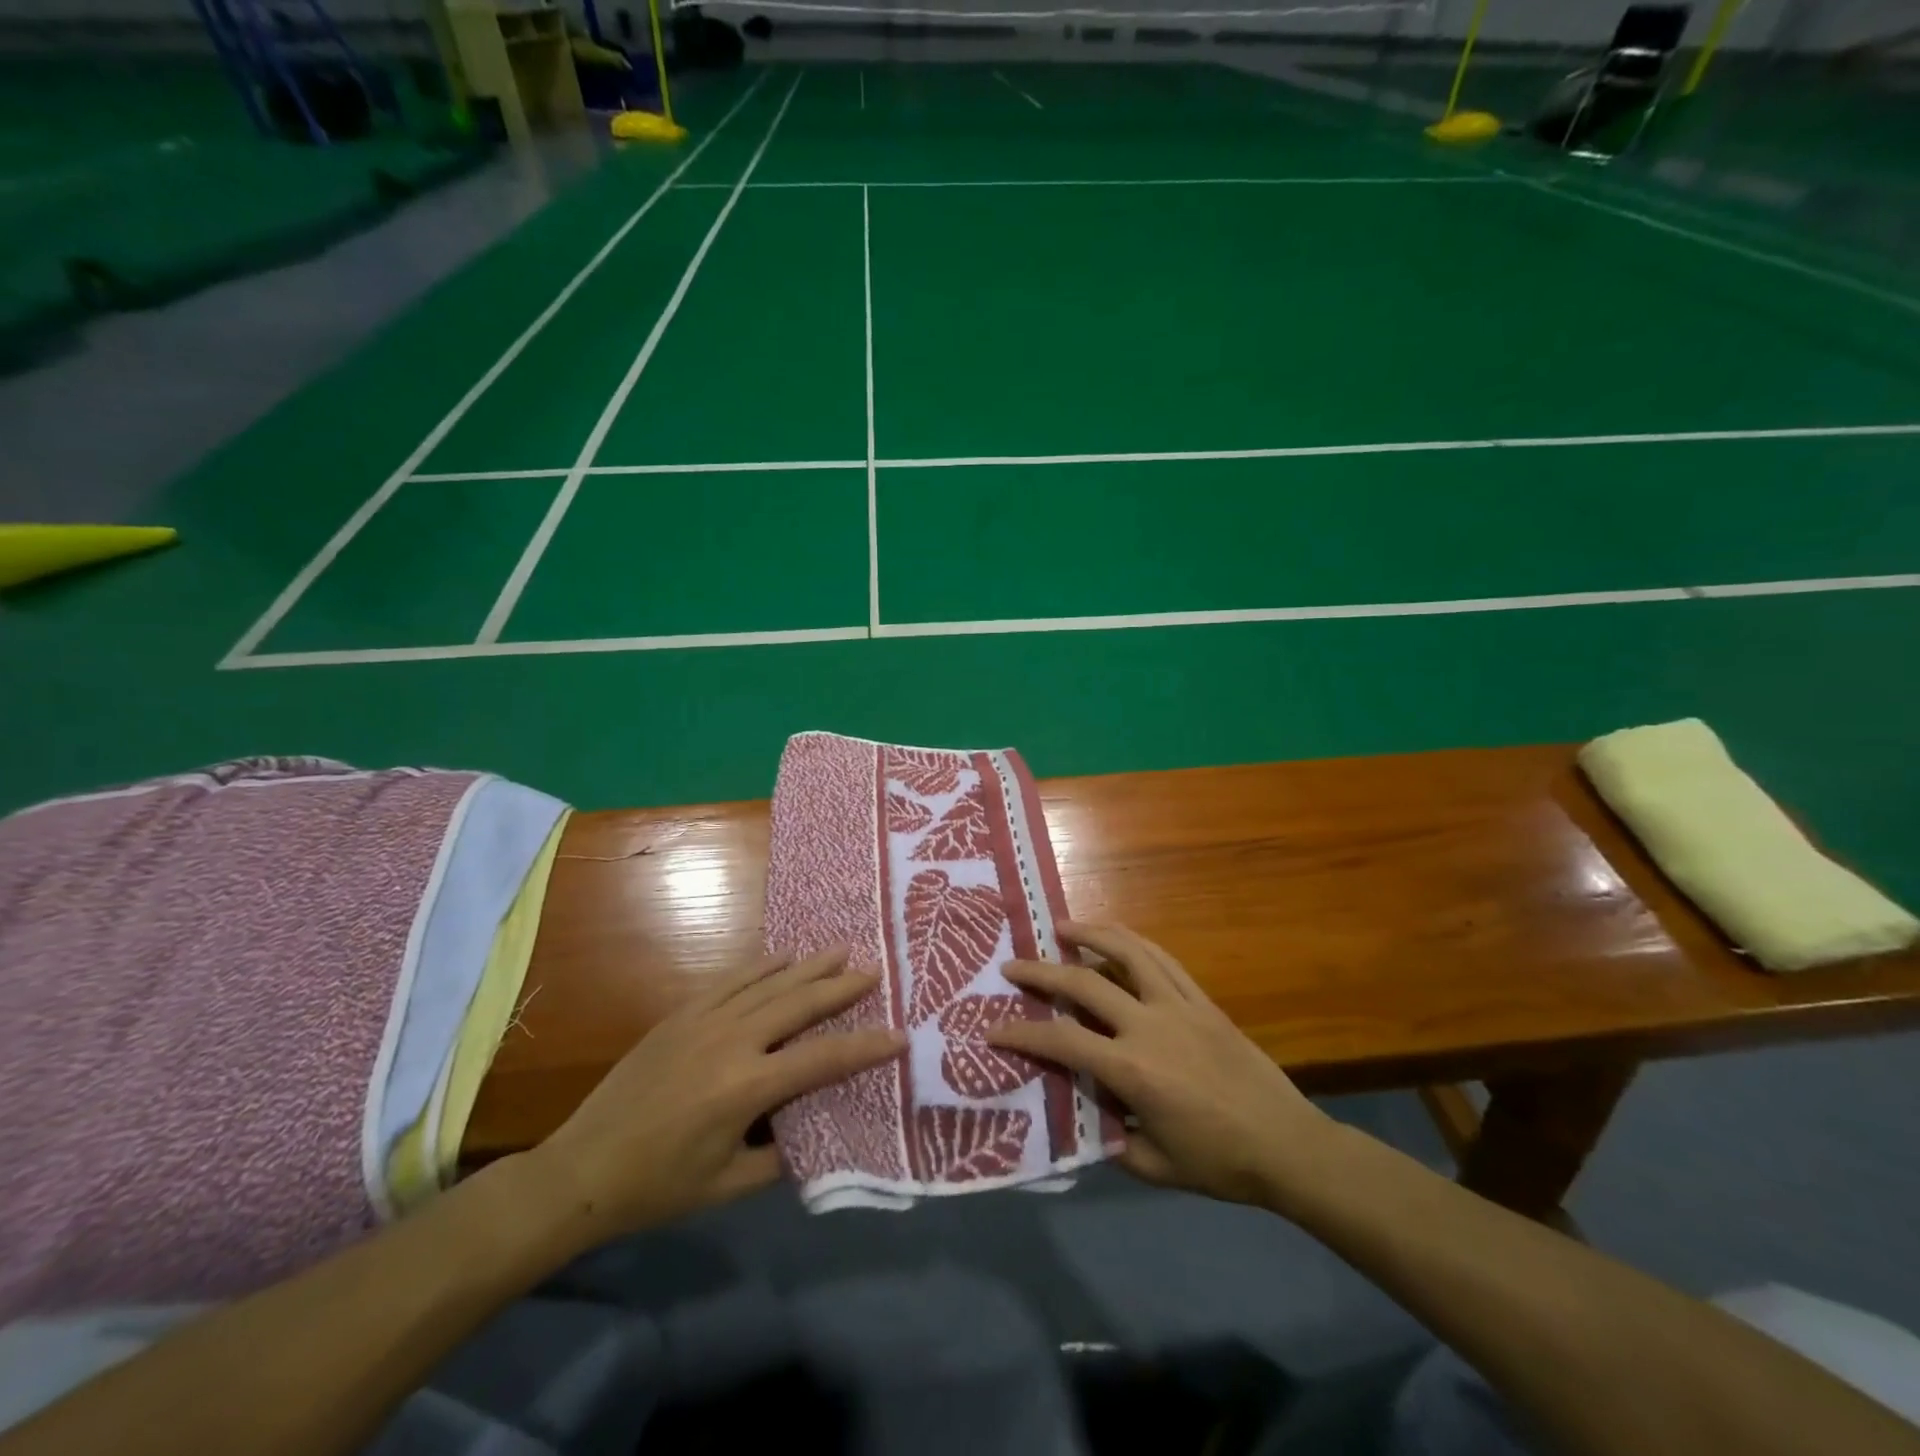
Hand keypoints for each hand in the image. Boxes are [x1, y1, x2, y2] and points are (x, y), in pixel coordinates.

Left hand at [525, 948, 902, 1242]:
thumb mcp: (729, 1185)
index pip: (821, 1060)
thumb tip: (816, 1131)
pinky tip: (782, 957)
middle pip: (799, 1004)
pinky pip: (731, 980)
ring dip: (807, 966)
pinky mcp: (681, 1014)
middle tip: (873, 971)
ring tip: (840, 950)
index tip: (899, 1034)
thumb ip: (781, 1157)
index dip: (865, 1048)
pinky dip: (762, 966)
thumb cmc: (659, 1186)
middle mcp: (731, 1041)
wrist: (582, 1168)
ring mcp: (704, 1020)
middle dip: (840, 987)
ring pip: (768, 983)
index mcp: (747, 1088)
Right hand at [988, 923, 1333, 1207]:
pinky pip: (1162, 959)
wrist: (1286, 1145)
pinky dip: (1133, 942)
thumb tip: (1079, 1111)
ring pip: (1128, 953)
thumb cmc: (1218, 1162)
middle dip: (1042, 972)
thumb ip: (1108, 1137)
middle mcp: (1150, 1025)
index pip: (1063, 1041)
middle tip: (1012, 964)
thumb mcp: (1152, 1165)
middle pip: (1085, 984)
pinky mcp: (1202, 999)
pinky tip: (1116, 937)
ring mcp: (1179, 1005)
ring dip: (1090, 935)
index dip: (1023, 1034)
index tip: (993, 1029)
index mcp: (1133, 1070)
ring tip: (1062, 927)